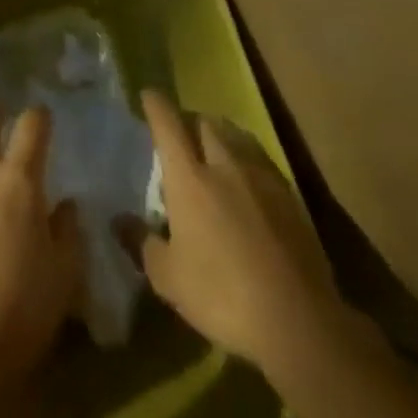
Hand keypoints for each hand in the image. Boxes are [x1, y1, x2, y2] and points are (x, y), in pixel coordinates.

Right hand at [132, 90, 340, 373]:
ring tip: (214, 151)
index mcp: (189, 177)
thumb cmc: (222, 295)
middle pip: (204, 122)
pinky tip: (247, 181)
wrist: (298, 321)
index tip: (148, 96)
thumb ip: (141, 242)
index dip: (155, 104)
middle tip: (181, 137)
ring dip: (220, 134)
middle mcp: (224, 163)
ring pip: (236, 134)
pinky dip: (247, 157)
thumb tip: (118, 220)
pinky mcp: (289, 194)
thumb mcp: (168, 278)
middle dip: (190, 121)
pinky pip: (260, 158)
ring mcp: (260, 175)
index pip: (167, 123)